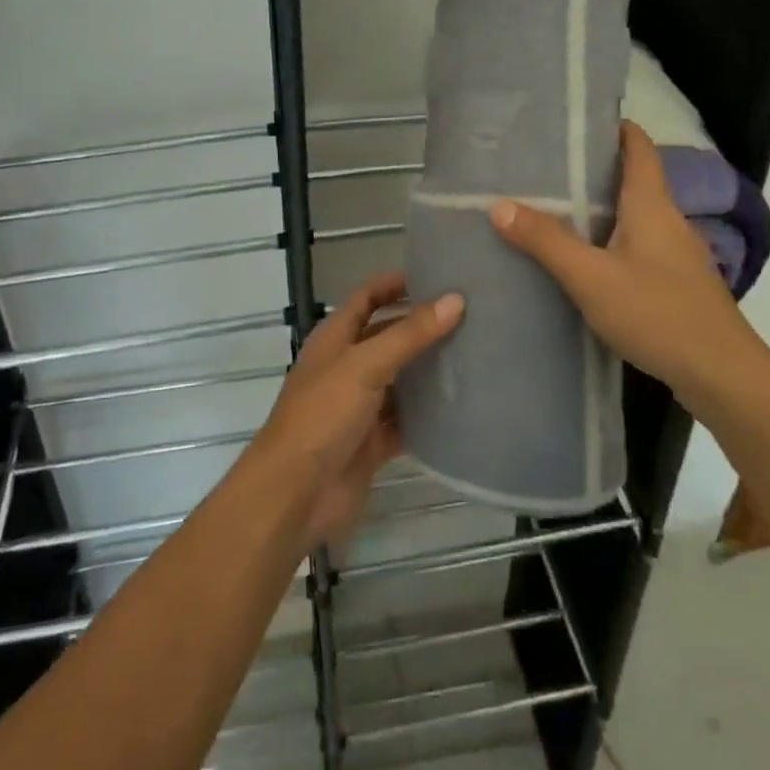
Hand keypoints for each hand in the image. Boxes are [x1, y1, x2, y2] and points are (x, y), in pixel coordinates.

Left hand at [251, 272, 463, 548]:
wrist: (295, 496)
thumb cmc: (322, 416)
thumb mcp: (365, 365)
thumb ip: (409, 334)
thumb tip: (456, 299)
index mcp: (335, 339)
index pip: (366, 298)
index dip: (394, 284)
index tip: (435, 274)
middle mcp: (347, 367)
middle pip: (387, 337)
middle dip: (421, 326)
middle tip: (468, 315)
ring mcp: (359, 407)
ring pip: (400, 380)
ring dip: (428, 371)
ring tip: (474, 354)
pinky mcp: (372, 443)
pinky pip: (405, 422)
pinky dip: (428, 415)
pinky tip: (462, 407)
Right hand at [490, 122, 769, 419]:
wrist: (724, 378)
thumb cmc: (659, 314)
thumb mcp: (591, 278)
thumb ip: (546, 241)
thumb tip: (499, 204)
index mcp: (651, 204)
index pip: (638, 146)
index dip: (613, 126)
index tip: (576, 120)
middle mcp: (668, 220)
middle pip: (633, 178)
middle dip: (593, 169)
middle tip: (545, 167)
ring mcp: (676, 254)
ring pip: (634, 215)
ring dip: (600, 208)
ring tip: (554, 210)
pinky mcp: (677, 284)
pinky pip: (638, 246)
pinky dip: (610, 240)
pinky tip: (585, 261)